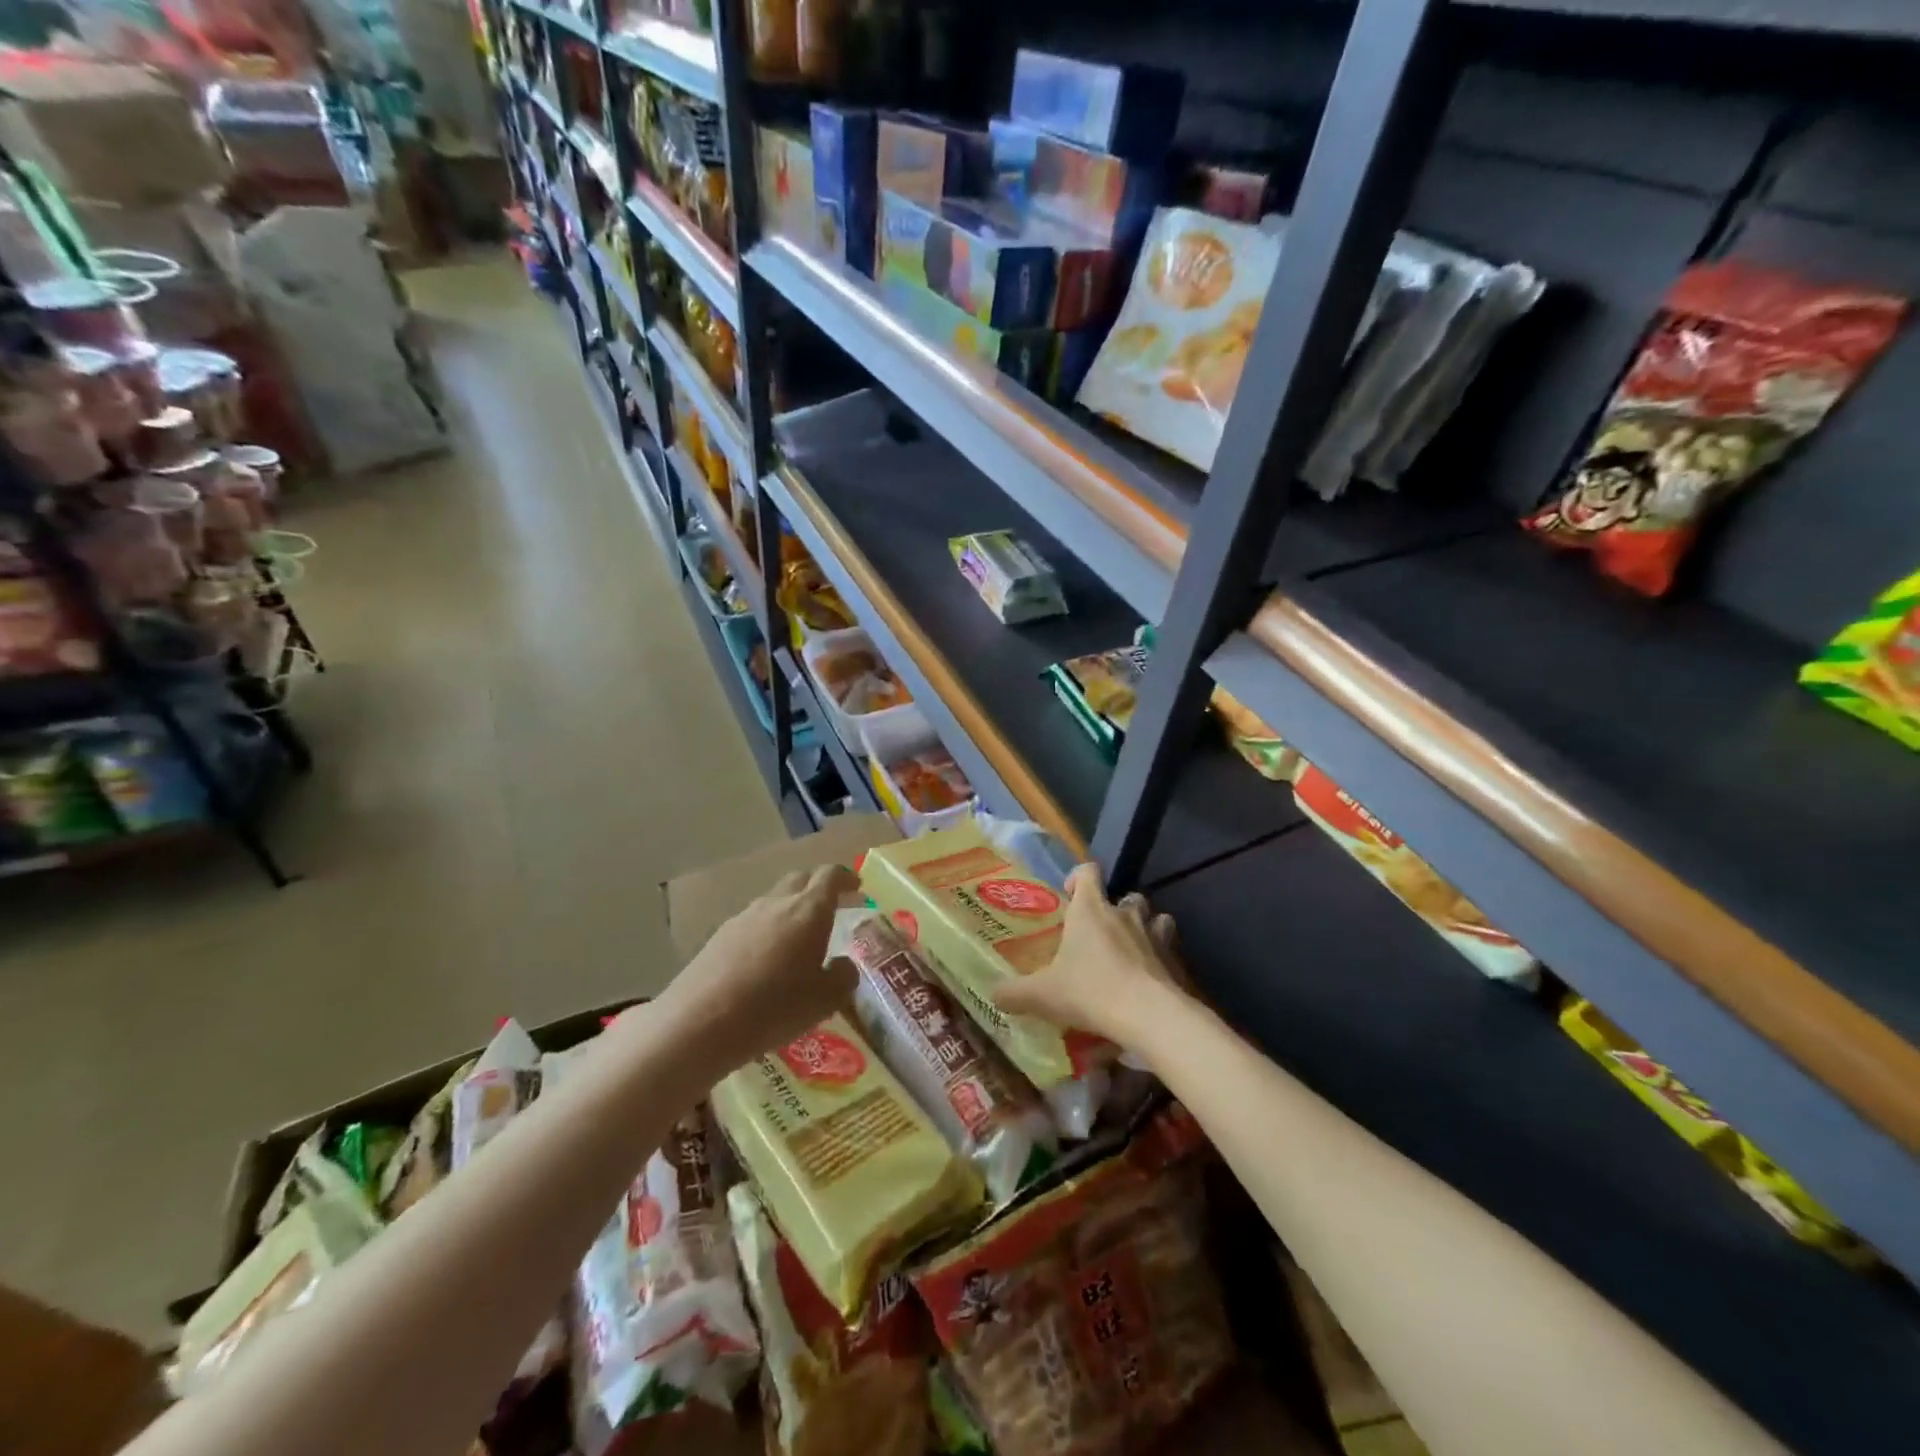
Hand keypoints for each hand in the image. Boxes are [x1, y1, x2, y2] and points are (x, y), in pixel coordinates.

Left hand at [659, 863, 860, 1073]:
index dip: (846, 878)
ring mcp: (744, 917)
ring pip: (775, 900)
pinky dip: (768, 930)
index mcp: (809, 911)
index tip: (857, 887)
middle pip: (801, 879)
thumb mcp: (825, 1001)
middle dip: (819, 887)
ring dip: (792, 909)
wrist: (699, 1023)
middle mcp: (777, 903)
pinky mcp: (720, 936)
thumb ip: (843, 977)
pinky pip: (754, 922)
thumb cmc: (774, 1008)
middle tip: (833, 907)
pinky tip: (766, 960)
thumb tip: (844, 964)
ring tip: (799, 938)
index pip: (831, 876)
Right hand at [993, 864, 1190, 1051]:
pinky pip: (1168, 947)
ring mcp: (1153, 934)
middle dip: (1114, 908)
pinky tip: (1149, 976)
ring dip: (1143, 926)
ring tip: (1130, 949)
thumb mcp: (1042, 995)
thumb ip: (1014, 993)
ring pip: (1153, 916)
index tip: (1070, 895)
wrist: (1148, 1015)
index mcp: (1090, 909)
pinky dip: (1160, 955)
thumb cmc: (1090, 991)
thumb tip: (993, 994)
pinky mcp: (1174, 959)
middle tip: (1099, 933)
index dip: (1080, 878)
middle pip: (1124, 895)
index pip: (1089, 871)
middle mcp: (1123, 913)